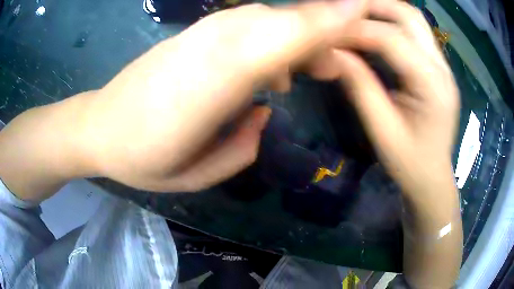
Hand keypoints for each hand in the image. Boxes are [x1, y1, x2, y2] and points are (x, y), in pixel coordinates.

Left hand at [79, 0, 368, 191]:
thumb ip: (241, 146)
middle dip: (319, 31)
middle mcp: (206, 48)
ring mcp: (196, 37)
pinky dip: (269, 36)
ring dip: (295, 35)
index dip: (322, 22)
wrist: (98, 128)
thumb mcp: (193, 175)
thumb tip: (266, 110)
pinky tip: (269, 67)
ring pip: (262, 18)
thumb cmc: (140, 159)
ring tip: (308, 70)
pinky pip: (242, 23)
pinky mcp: (189, 36)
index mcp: (207, 86)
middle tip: (335, 66)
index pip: (277, 39)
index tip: (357, 12)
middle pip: (277, 21)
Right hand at [333, 0, 459, 198]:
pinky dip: (392, 22)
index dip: (357, 30)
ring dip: (383, 10)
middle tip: (342, 12)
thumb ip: (360, 87)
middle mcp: (442, 67)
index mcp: (432, 86)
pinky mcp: (438, 67)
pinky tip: (375, 28)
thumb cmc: (409, 163)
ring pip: (414, 18)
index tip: (328, 31)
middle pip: (408, 15)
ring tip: (356, 16)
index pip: (392, 39)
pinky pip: (416, 31)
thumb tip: (333, 52)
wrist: (432, 177)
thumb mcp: (382, 130)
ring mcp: (442, 65)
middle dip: (373, 6)